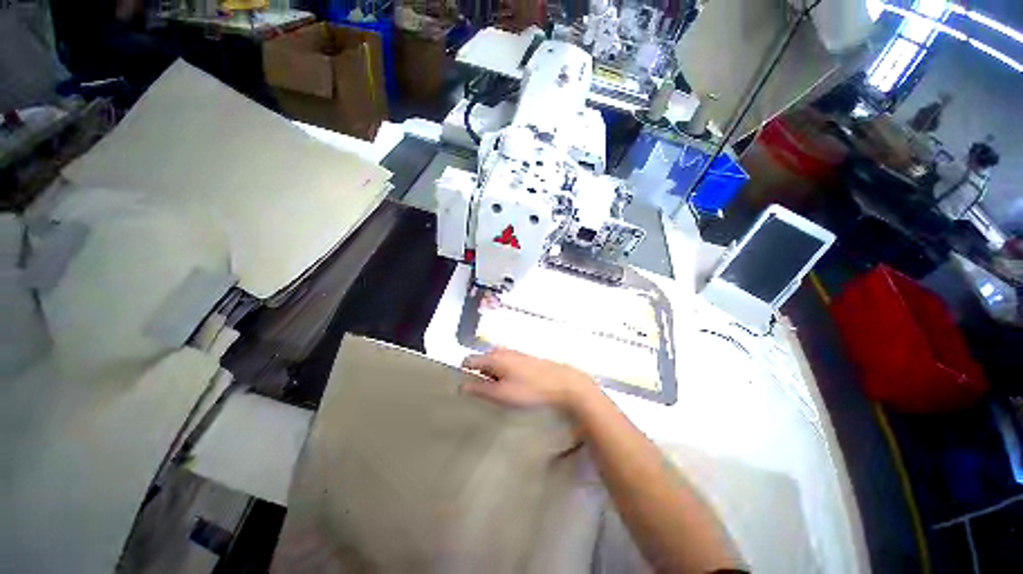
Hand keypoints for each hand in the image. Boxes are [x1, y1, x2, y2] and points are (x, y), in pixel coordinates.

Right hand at [461, 348, 598, 412]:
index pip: (469, 359)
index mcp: (494, 357)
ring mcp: (515, 352)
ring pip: (495, 361)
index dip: (465, 371)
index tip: (467, 386)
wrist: (561, 382)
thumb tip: (462, 386)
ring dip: (494, 373)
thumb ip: (480, 389)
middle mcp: (502, 351)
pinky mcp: (525, 357)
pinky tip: (514, 383)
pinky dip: (504, 371)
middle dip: (481, 373)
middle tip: (488, 391)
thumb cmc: (529, 389)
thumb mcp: (501, 394)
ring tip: (502, 389)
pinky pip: (507, 361)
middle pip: (483, 360)